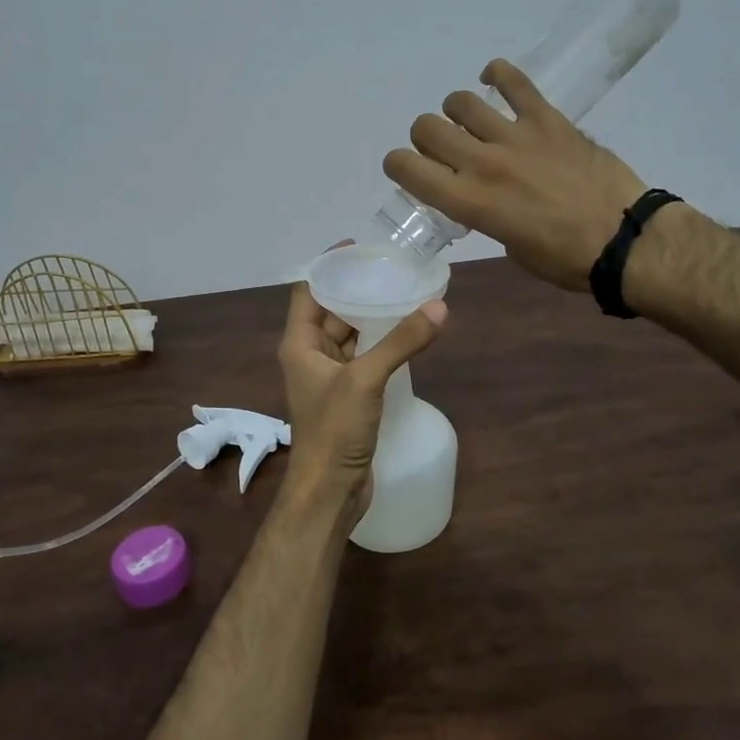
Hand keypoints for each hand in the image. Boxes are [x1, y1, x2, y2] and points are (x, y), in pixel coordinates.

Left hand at [277, 245, 447, 514]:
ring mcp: (330, 378)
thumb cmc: (334, 430)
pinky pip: (364, 359)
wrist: (330, 492)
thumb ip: (401, 342)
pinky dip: (382, 345)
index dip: (330, 266)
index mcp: (300, 344)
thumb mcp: (366, 380)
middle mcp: (311, 355)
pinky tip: (409, 336)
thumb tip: (439, 307)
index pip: (309, 290)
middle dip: (359, 290)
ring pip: (351, 336)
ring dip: (374, 318)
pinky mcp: (349, 397)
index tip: (360, 248)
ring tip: (407, 294)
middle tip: (394, 269)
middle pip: (332, 310)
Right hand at [384, 59, 650, 291]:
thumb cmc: (564, 258)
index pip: (408, 169)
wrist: (623, 240)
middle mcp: (482, 163)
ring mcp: (515, 136)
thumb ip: (483, 213)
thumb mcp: (508, 245)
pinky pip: (513, 81)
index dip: (398, 165)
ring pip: (460, 101)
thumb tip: (480, 195)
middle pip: (426, 127)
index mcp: (469, 201)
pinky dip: (498, 74)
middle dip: (426, 138)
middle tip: (446, 150)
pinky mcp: (546, 118)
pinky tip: (495, 81)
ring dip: (458, 112)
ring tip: (474, 122)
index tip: (409, 170)